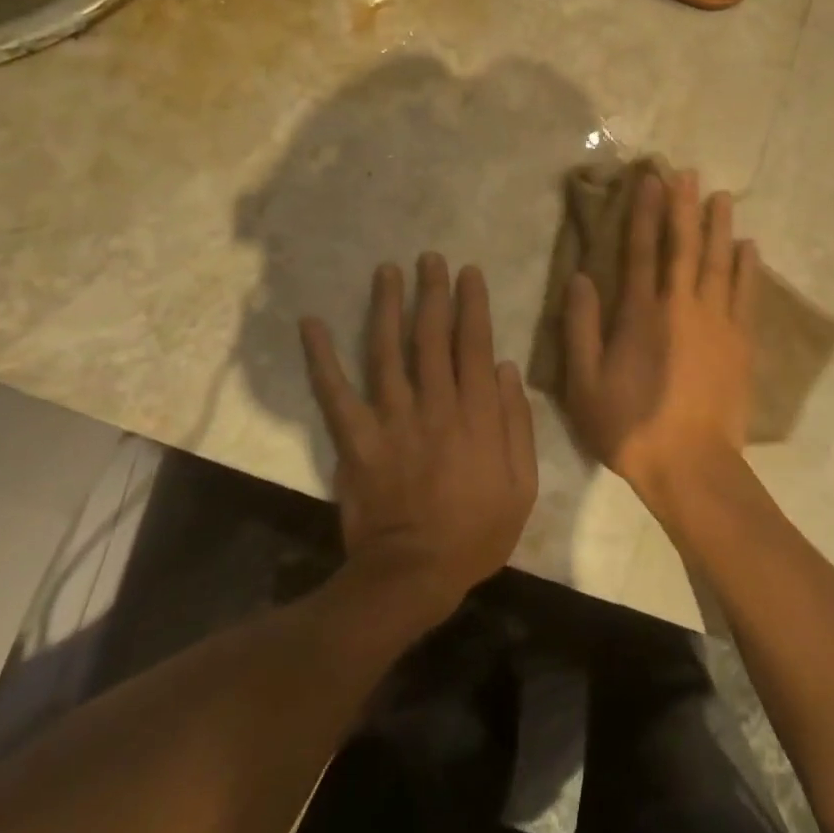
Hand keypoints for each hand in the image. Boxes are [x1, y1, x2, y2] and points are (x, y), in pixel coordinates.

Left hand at [300, 255, 537, 615]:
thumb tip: (506, 368)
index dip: (472, 304)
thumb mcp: (523, 483)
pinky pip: (336, 393)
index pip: (474, 344)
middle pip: (432, 337)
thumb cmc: (477, 531)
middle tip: (428, 258)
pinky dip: (321, 358)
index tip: (468, 272)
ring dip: (387, 307)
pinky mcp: (356, 439)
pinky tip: (310, 324)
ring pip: (388, 351)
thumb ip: (517, 423)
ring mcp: (392, 419)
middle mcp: (435, 404)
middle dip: (432, 293)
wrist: (414, 574)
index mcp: (477, 413)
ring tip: (386, 271)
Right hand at [562, 171, 758, 509]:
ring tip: (723, 196)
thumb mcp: (585, 383)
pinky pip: (746, 294)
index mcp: (641, 314)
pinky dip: (747, 268)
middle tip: (689, 173)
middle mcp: (681, 306)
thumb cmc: (630, 425)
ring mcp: (717, 322)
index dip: (645, 212)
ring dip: (720, 227)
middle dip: (685, 207)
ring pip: (719, 262)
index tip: (651, 180)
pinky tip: (749, 247)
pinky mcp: (741, 342)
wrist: (690, 466)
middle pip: (684, 246)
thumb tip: (580, 277)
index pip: (642, 250)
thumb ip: (581, 327)